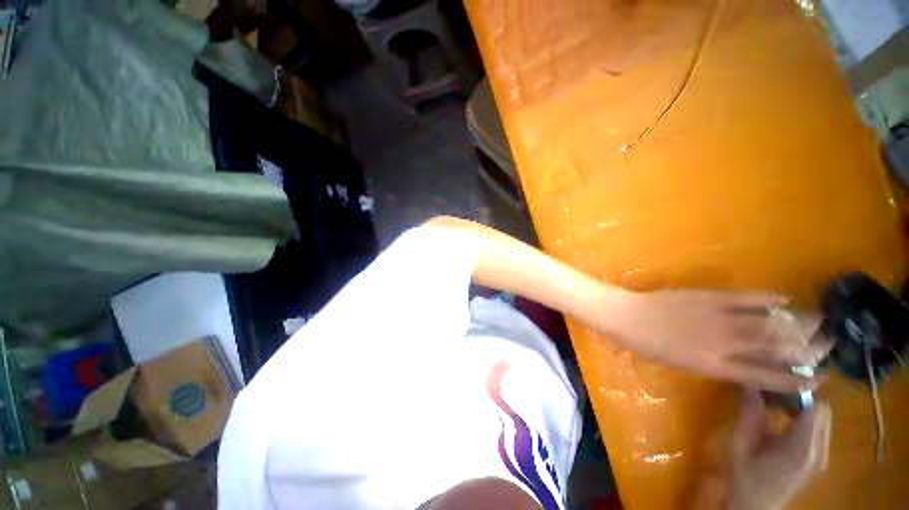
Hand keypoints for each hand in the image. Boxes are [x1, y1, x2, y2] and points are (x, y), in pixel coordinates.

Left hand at [604, 290, 829, 391]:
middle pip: (777, 348)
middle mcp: (725, 344)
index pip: (766, 377)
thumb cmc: (648, 345)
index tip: (819, 379)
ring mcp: (718, 318)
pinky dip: (767, 298)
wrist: (626, 316)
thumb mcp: (682, 363)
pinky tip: (784, 298)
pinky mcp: (708, 297)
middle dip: (809, 347)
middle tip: (829, 344)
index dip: (796, 379)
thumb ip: (714, 363)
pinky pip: (745, 298)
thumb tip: (744, 361)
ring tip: (820, 321)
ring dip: (799, 321)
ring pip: (769, 322)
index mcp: (715, 366)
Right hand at [728, 390, 830, 509]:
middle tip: (773, 390)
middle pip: (823, 409)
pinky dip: (805, 417)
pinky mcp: (819, 458)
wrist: (755, 506)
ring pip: (823, 417)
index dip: (798, 389)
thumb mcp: (740, 443)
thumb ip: (749, 413)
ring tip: (777, 402)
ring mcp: (822, 456)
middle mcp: (819, 450)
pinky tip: (784, 418)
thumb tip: (749, 382)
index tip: (775, 380)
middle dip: (801, 395)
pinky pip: (819, 428)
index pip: (814, 406)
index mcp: (802, 448)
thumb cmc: (745, 475)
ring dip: (803, 405)